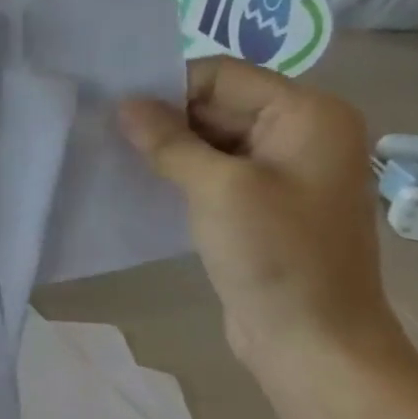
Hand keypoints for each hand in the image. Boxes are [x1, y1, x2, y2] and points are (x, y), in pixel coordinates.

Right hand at [119, 58, 406, 376]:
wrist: (313, 342)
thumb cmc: (276, 256)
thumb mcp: (218, 189)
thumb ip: (169, 141)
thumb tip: (124, 105)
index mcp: (307, 115)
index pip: (222, 76)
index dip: (167, 87)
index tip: (113, 106)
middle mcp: (300, 133)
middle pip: (217, 104)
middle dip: (163, 116)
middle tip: (104, 128)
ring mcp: (282, 170)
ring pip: (210, 139)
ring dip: (166, 146)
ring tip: (113, 151)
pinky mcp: (261, 203)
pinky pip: (214, 171)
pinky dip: (179, 171)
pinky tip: (139, 178)